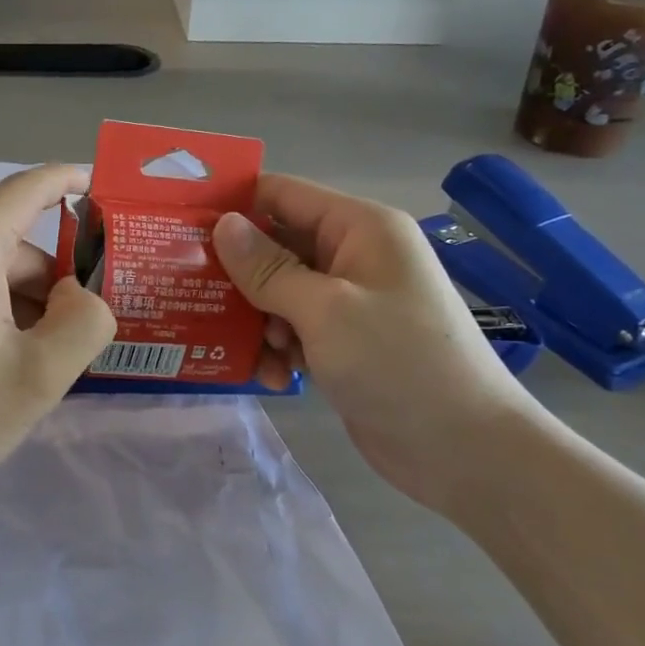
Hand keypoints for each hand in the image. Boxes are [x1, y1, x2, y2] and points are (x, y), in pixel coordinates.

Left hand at [0, 164, 116, 514]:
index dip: (68, 182)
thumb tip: (76, 292)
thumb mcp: (38, 378)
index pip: (28, 189)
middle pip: (8, 244)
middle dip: (44, 285)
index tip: (100, 186)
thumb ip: (85, 321)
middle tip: (62, 350)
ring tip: (18, 368)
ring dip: (11, 303)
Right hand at [212, 175, 540, 510]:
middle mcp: (353, 256)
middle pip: (275, 245)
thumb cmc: (399, 363)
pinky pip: (293, 329)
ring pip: (278, 292)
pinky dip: (276, 348)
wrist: (465, 451)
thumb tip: (221, 224)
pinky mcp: (344, 342)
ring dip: (255, 318)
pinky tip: (272, 376)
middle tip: (189, 292)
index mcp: (359, 228)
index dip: (233, 204)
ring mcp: (349, 301)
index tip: (179, 225)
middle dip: (237, 271)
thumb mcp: (325, 309)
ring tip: (249, 348)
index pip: (282, 194)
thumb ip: (267, 268)